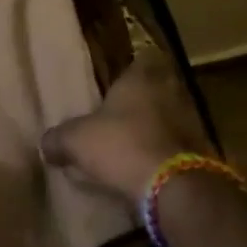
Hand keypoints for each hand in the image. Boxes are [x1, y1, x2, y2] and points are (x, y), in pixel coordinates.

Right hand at [43, 48, 213, 200]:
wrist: (172, 186)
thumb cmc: (120, 146)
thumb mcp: (76, 141)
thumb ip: (58, 139)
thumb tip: (46, 143)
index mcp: (141, 78)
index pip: (142, 60)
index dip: (131, 70)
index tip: (117, 82)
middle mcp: (170, 92)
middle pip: (157, 89)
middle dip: (141, 101)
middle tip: (121, 116)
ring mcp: (190, 122)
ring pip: (168, 118)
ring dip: (154, 130)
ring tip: (131, 146)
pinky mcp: (200, 152)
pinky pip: (177, 147)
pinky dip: (164, 154)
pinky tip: (147, 168)